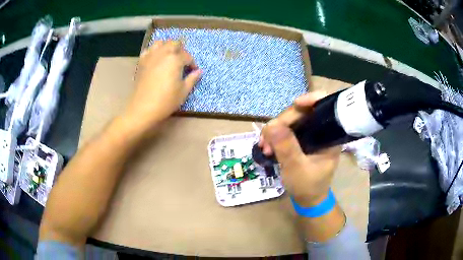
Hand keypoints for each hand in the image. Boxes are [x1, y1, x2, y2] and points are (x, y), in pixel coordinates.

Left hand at [122, 40, 201, 132]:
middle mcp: (163, 53)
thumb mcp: (183, 91)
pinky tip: (156, 59)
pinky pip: (149, 50)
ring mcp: (151, 56)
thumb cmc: (166, 101)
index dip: (192, 64)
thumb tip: (199, 71)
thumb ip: (192, 79)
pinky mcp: (142, 62)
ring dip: (167, 46)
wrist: (143, 108)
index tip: (194, 71)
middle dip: (181, 50)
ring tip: (170, 56)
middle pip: (174, 43)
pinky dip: (154, 51)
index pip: (188, 57)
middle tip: (183, 61)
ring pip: (160, 43)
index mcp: (175, 59)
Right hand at [259, 92, 340, 206]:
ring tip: (264, 147)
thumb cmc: (308, 186)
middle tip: (266, 140)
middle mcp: (321, 130)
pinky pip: (285, 129)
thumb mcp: (297, 169)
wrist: (307, 199)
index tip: (296, 103)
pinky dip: (274, 135)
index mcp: (329, 135)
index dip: (312, 99)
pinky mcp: (300, 139)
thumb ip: (286, 147)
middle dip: (282, 122)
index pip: (325, 106)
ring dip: (274, 130)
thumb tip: (272, 125)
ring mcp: (309, 134)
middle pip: (302, 112)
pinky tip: (266, 145)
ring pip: (290, 120)